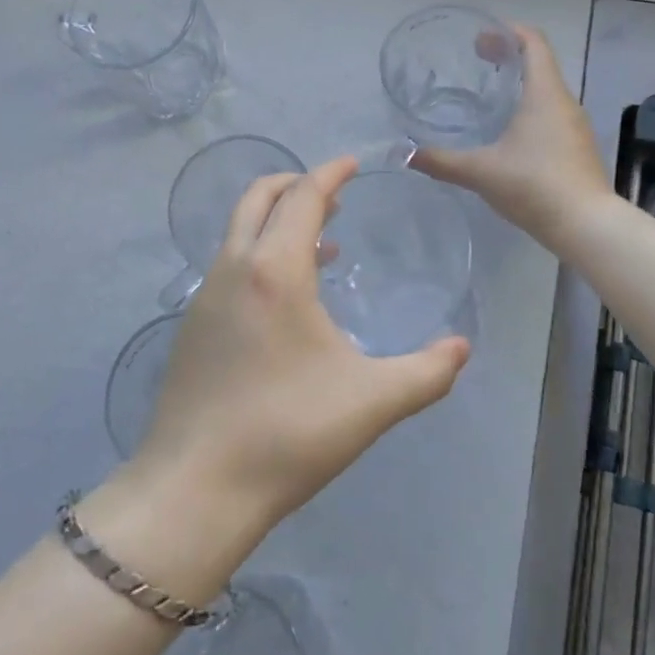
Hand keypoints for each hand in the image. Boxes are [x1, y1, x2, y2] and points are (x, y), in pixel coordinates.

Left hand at [126, 155, 471, 534]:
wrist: (194, 490)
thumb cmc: (287, 434)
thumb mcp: (371, 402)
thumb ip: (426, 372)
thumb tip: (462, 347)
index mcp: (275, 270)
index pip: (303, 197)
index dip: (330, 173)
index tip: (353, 164)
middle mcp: (234, 268)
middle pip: (259, 198)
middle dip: (296, 184)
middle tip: (334, 195)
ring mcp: (205, 296)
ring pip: (240, 232)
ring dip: (277, 221)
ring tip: (322, 243)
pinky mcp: (192, 326)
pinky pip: (230, 265)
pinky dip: (260, 254)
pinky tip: (288, 299)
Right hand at [412, 25, 612, 251]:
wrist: (587, 226)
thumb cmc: (534, 186)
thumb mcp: (480, 171)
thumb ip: (441, 160)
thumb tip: (403, 153)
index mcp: (544, 93)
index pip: (533, 42)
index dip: (508, 31)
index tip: (481, 37)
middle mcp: (565, 101)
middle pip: (540, 63)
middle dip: (509, 56)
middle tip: (477, 61)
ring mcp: (576, 125)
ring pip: (547, 90)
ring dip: (521, 84)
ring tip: (490, 96)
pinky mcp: (578, 147)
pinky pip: (553, 114)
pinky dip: (531, 108)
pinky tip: (511, 133)